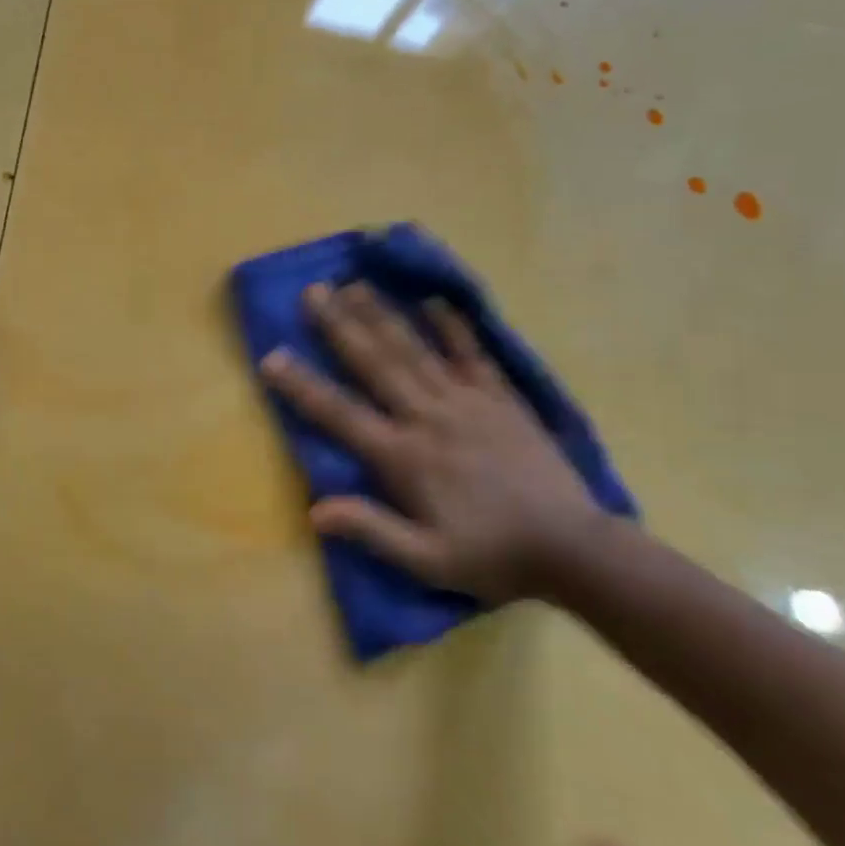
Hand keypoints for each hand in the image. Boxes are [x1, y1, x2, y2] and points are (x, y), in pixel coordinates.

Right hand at [258, 282, 603, 602]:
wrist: (573, 547)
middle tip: (312, 292)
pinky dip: (452, 326)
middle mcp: (427, 417)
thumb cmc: (492, 555)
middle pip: (374, 363)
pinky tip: (434, 300)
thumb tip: (315, 509)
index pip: (340, 413)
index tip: (271, 357)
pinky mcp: (499, 398)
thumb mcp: (427, 560)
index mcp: (404, 456)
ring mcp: (466, 401)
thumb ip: (373, 530)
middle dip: (339, 326)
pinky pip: (471, 354)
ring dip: (381, 314)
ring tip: (354, 284)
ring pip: (414, 349)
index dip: (302, 386)